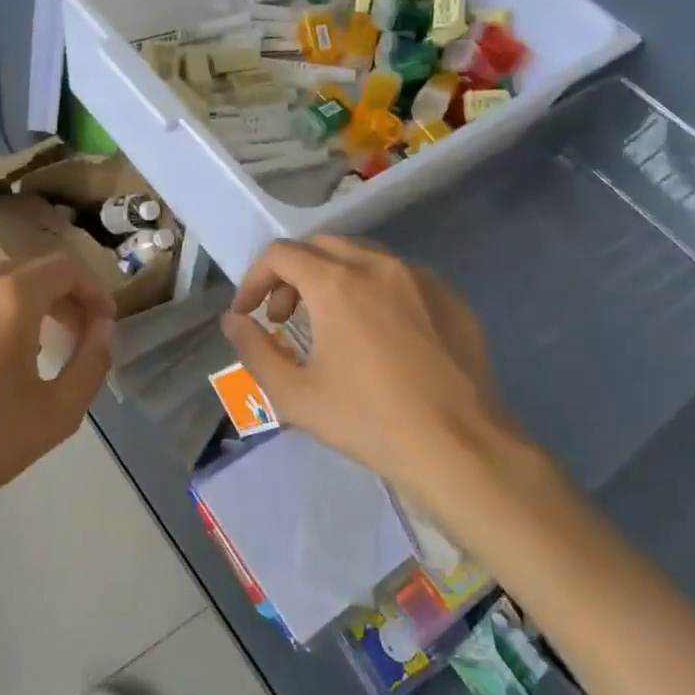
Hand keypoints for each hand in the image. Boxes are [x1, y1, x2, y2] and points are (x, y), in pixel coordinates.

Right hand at [221, 236, 535, 504]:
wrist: (459, 448)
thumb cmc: (368, 422)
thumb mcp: (294, 394)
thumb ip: (253, 350)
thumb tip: (234, 321)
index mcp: (337, 284)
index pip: (281, 255)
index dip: (254, 280)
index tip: (248, 313)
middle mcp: (380, 266)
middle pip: (321, 246)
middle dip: (291, 275)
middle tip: (284, 318)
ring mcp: (422, 278)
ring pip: (363, 256)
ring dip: (332, 277)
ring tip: (328, 322)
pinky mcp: (451, 298)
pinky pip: (401, 276)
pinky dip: (373, 290)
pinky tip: (378, 334)